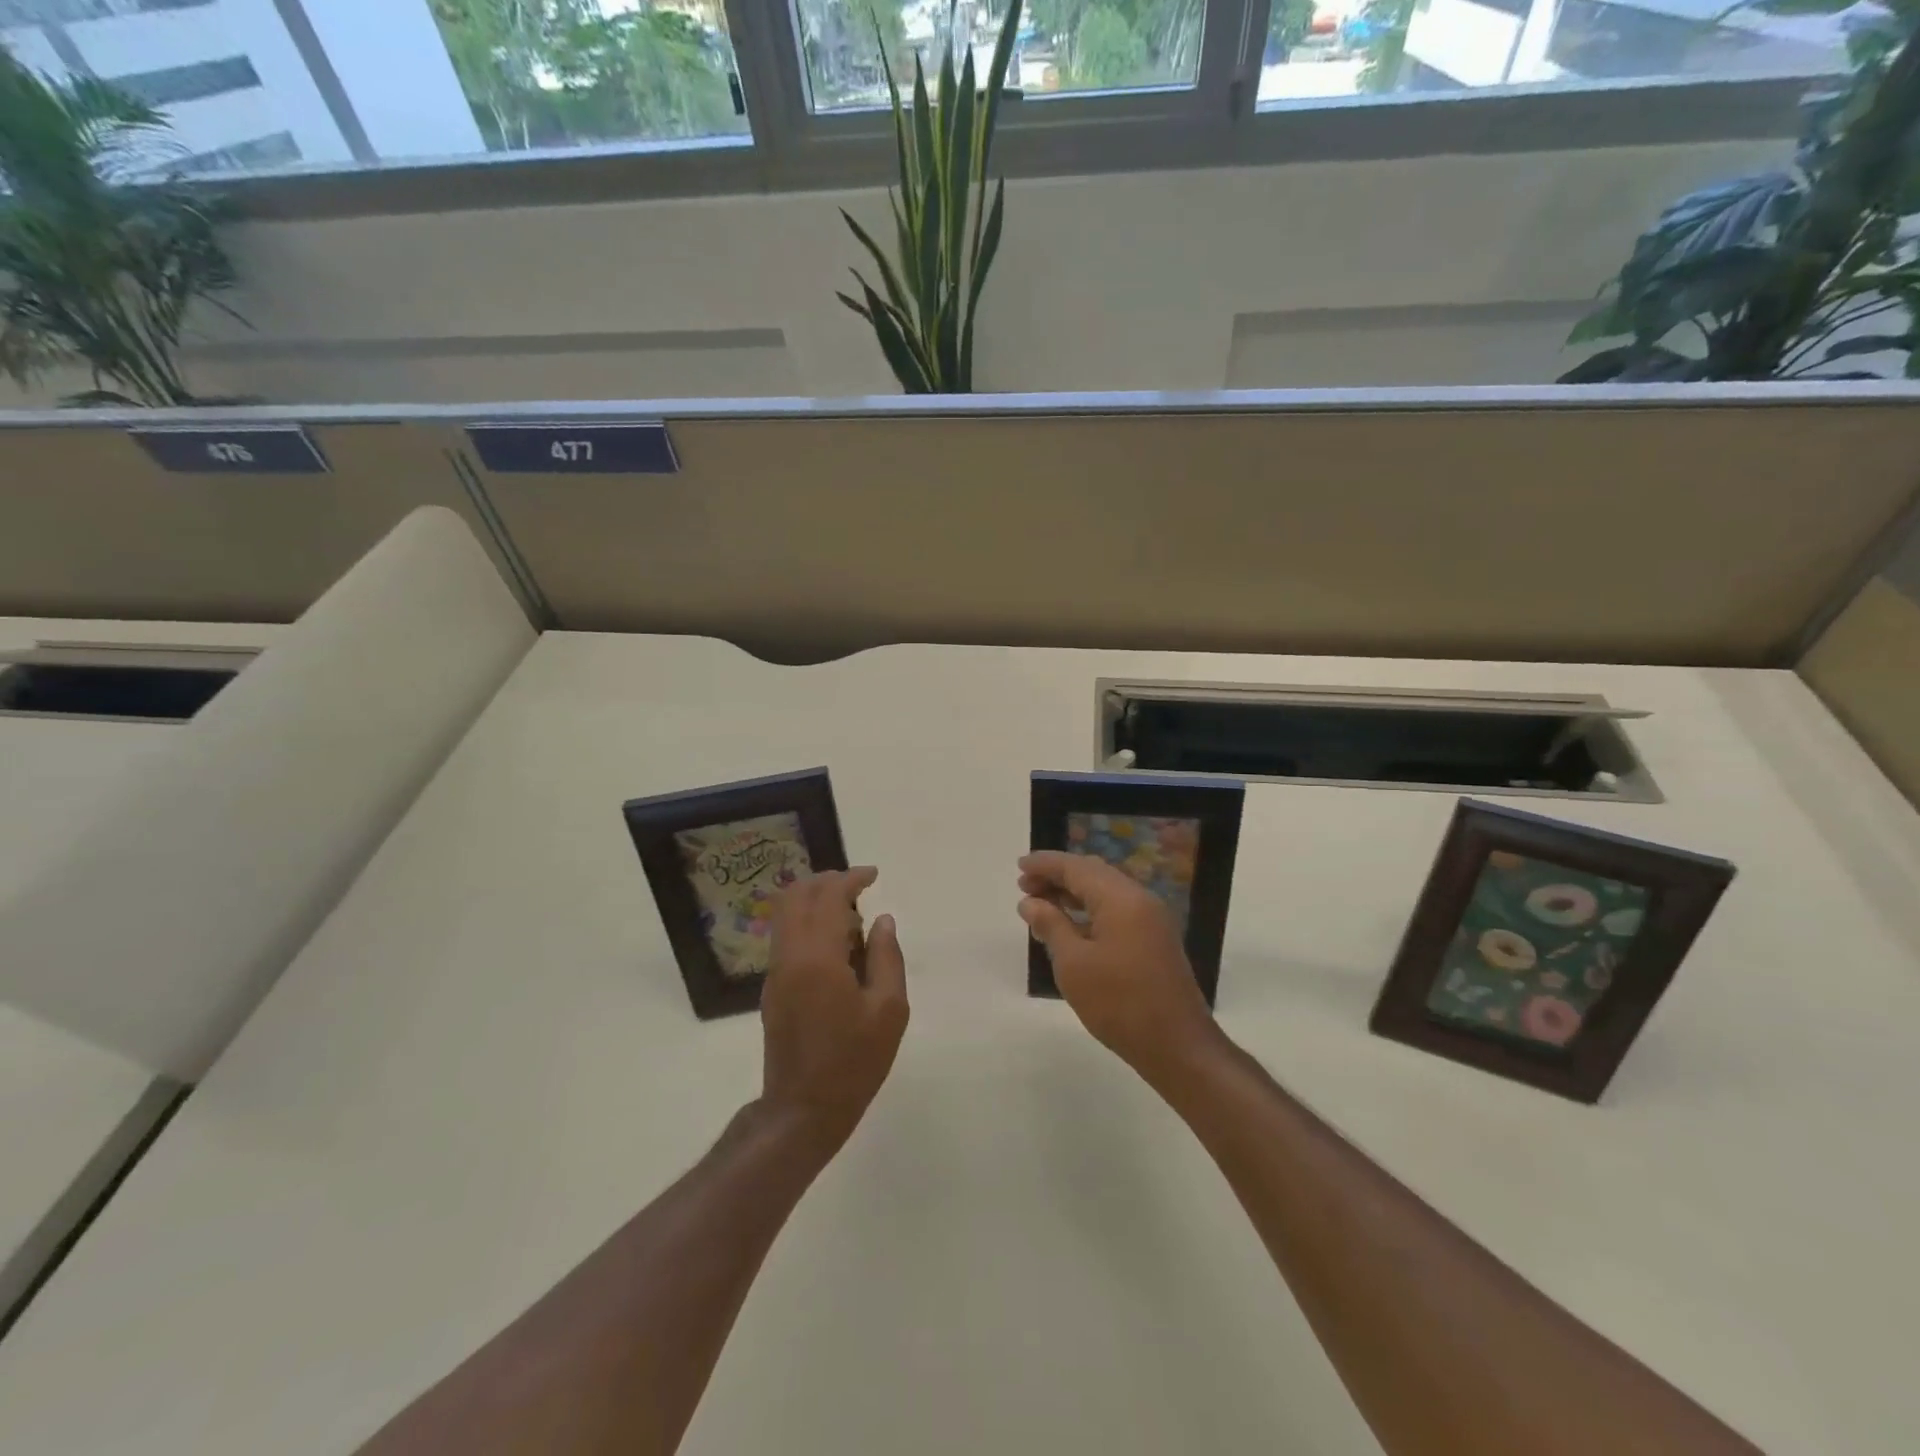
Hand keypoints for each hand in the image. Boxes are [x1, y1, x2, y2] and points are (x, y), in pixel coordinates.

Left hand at [761, 867, 908, 1150]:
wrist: (803, 1109)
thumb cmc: (854, 1061)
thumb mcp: (889, 1010)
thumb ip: (887, 957)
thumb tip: (882, 920)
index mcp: (818, 956)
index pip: (828, 895)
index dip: (851, 878)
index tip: (874, 876)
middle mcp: (789, 955)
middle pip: (796, 894)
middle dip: (827, 881)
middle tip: (859, 888)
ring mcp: (775, 971)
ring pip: (785, 913)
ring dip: (815, 901)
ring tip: (852, 920)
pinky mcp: (771, 987)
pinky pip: (786, 935)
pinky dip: (808, 923)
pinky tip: (837, 946)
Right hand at [1018, 851, 1218, 1079]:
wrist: (1177, 1046)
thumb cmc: (1119, 1003)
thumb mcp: (1074, 964)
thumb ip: (1051, 925)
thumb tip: (1030, 902)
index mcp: (1121, 898)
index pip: (1076, 867)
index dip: (1045, 864)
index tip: (1019, 866)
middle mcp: (1140, 899)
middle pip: (1093, 873)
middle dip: (1058, 876)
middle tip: (1025, 886)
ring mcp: (1152, 920)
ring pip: (1106, 891)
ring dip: (1073, 893)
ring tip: (1041, 905)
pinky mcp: (1155, 939)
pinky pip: (1117, 909)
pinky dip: (1090, 910)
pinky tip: (1070, 926)